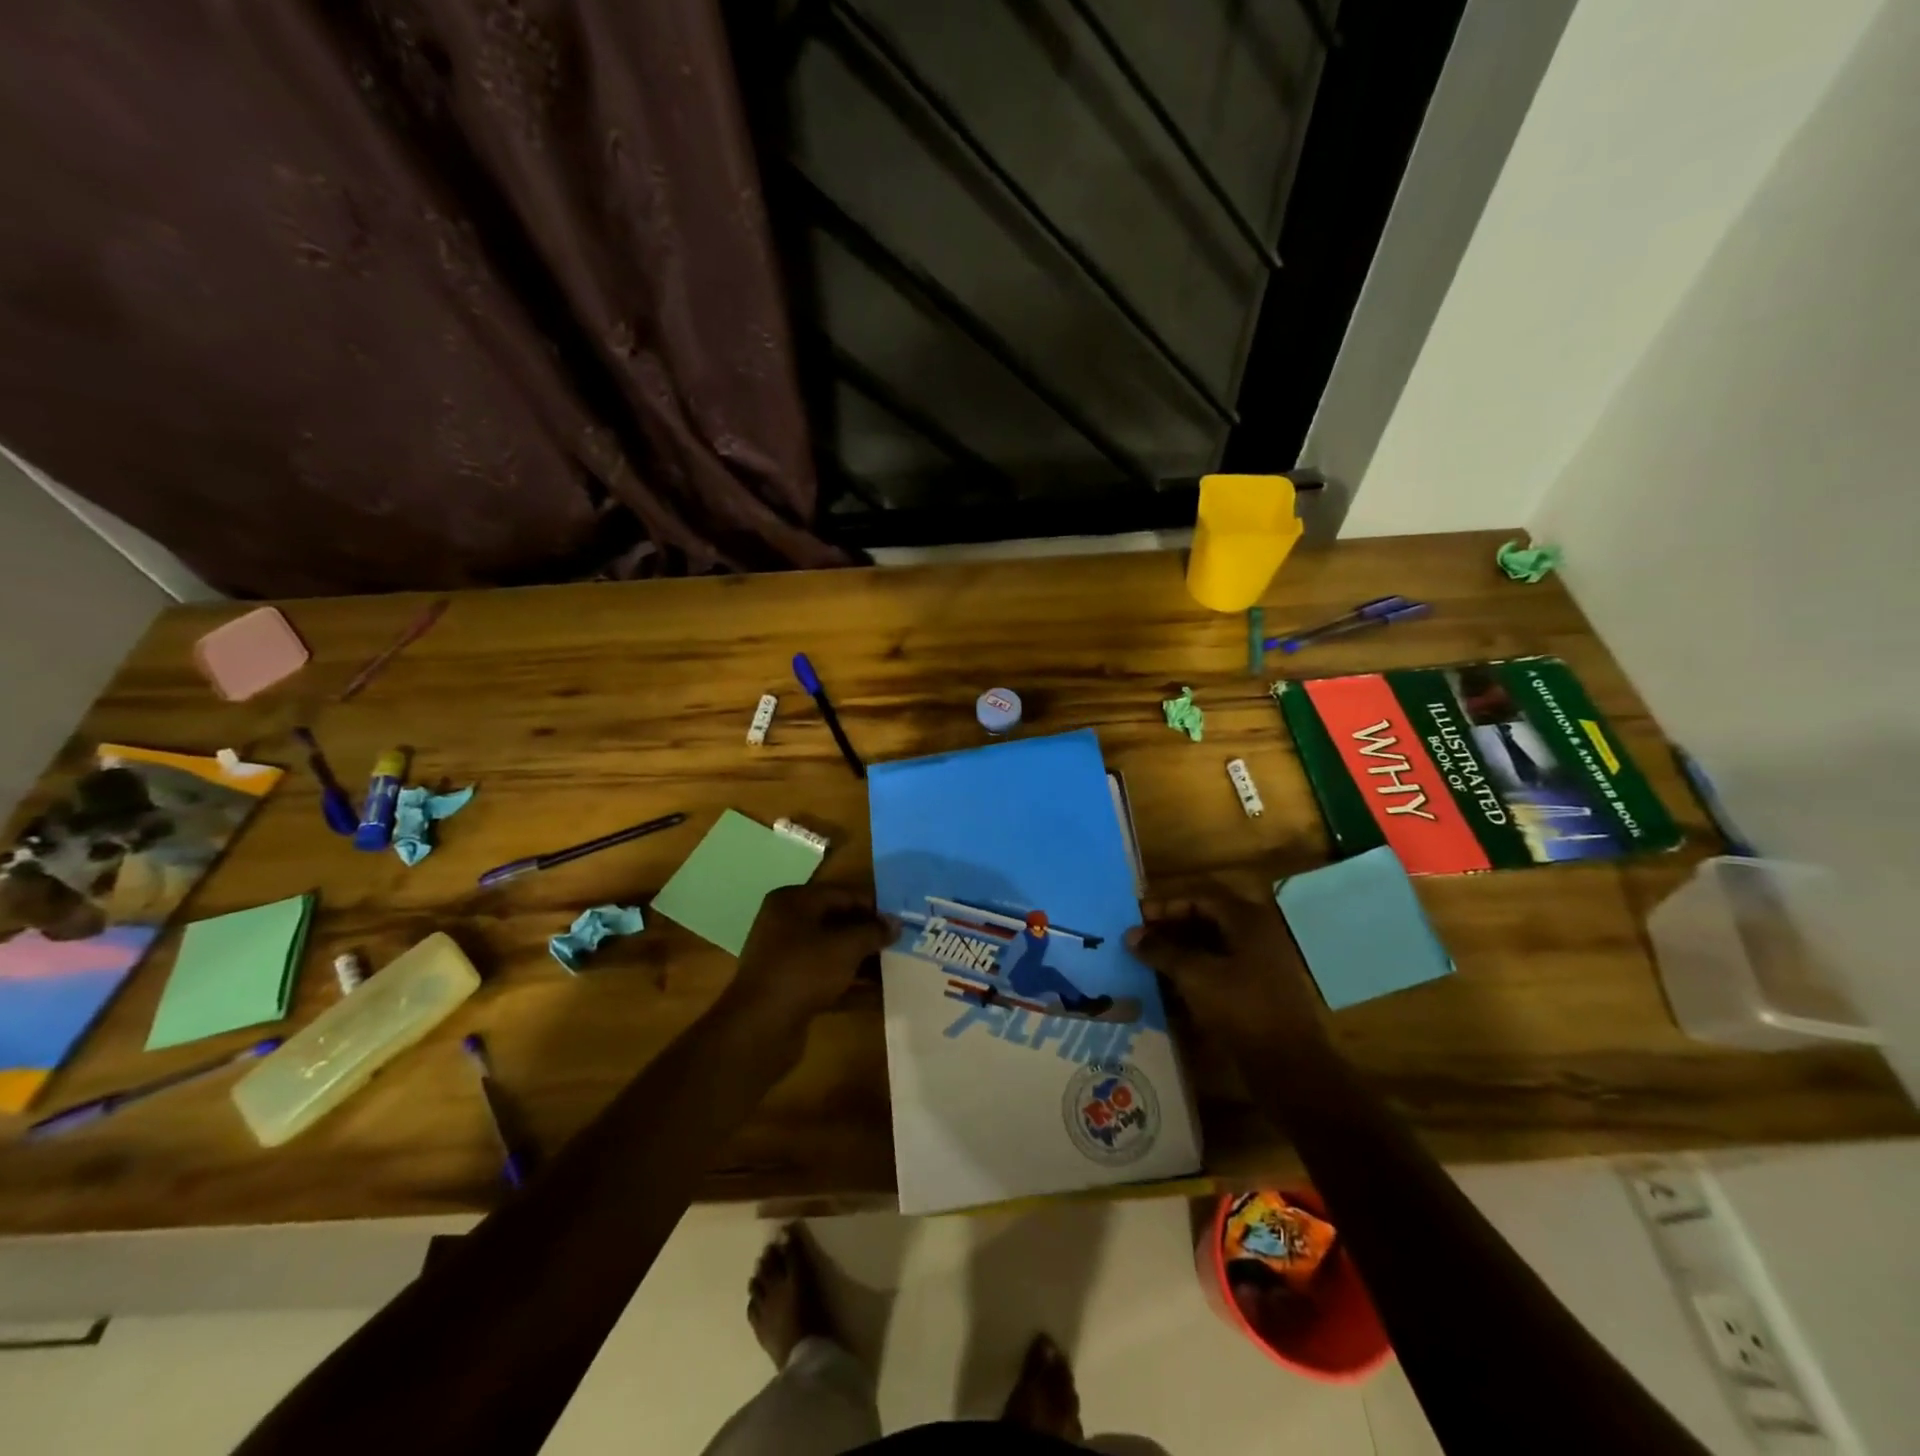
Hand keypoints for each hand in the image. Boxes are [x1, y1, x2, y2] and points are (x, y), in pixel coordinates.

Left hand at [727, 884, 896, 1027]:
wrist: (759, 1028)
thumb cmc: (803, 971)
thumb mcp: (845, 946)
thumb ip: (873, 931)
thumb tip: (896, 923)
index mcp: (793, 902)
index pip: (842, 894)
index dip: (874, 906)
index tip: (902, 919)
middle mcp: (786, 924)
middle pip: (837, 922)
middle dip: (869, 934)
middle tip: (903, 942)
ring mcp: (786, 958)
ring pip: (833, 952)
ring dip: (863, 960)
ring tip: (897, 967)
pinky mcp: (790, 988)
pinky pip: (827, 978)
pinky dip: (851, 983)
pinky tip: (880, 994)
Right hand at [1126, 885, 1325, 1051]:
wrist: (1289, 1066)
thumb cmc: (1241, 1009)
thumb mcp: (1194, 975)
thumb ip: (1161, 950)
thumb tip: (1131, 935)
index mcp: (1248, 920)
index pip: (1200, 897)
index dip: (1166, 906)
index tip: (1137, 918)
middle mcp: (1258, 934)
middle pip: (1208, 918)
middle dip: (1172, 927)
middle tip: (1141, 938)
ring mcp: (1262, 963)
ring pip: (1214, 944)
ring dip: (1182, 949)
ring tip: (1150, 960)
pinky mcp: (1260, 989)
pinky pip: (1222, 968)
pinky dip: (1196, 970)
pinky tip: (1172, 984)